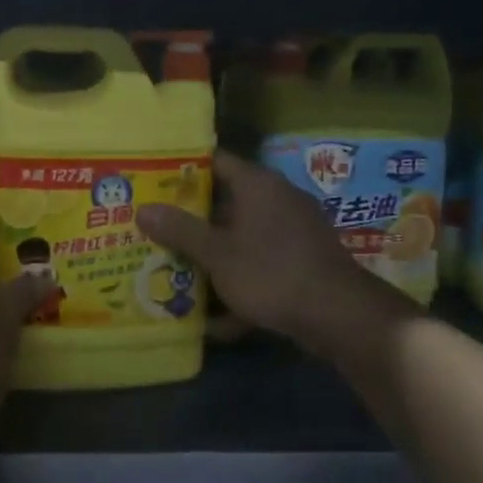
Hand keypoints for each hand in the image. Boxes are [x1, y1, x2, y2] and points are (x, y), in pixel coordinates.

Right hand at [136, 149, 412, 367]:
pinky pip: (261, 265)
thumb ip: (180, 230)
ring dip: (213, 255)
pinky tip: (216, 320)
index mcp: (257, 185)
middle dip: (192, 220)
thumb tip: (143, 209)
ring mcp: (293, 231)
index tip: (152, 182)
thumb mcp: (217, 254)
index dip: (182, 170)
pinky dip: (240, 284)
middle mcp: (277, 199)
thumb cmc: (271, 272)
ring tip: (175, 271)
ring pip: (242, 238)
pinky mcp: (302, 262)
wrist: (339, 316)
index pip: (214, 161)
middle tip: (155, 229)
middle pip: (226, 202)